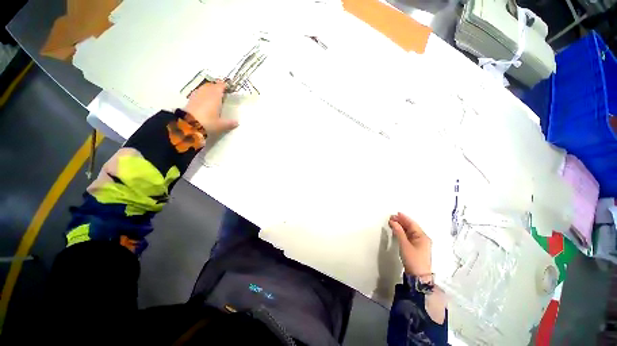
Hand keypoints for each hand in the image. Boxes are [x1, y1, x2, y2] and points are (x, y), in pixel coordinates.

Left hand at [184, 80, 237, 136]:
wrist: (189, 125)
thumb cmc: (208, 123)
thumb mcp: (221, 125)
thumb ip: (230, 123)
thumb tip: (237, 122)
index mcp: (215, 96)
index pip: (220, 86)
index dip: (225, 86)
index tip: (229, 88)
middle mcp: (206, 93)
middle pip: (212, 85)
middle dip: (217, 87)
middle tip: (222, 92)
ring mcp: (197, 95)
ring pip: (204, 88)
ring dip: (209, 89)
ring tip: (214, 95)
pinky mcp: (190, 99)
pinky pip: (198, 93)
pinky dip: (203, 94)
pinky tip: (205, 100)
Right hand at [389, 212, 431, 275]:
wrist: (418, 276)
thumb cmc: (413, 259)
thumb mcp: (404, 244)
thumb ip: (399, 232)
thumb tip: (393, 222)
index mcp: (422, 236)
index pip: (412, 224)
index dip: (404, 218)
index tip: (396, 213)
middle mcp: (423, 238)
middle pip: (411, 227)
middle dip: (402, 221)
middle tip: (392, 217)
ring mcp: (420, 243)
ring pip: (410, 231)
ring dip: (401, 226)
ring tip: (392, 222)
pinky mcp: (416, 248)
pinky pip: (409, 236)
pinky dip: (403, 232)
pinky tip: (397, 230)